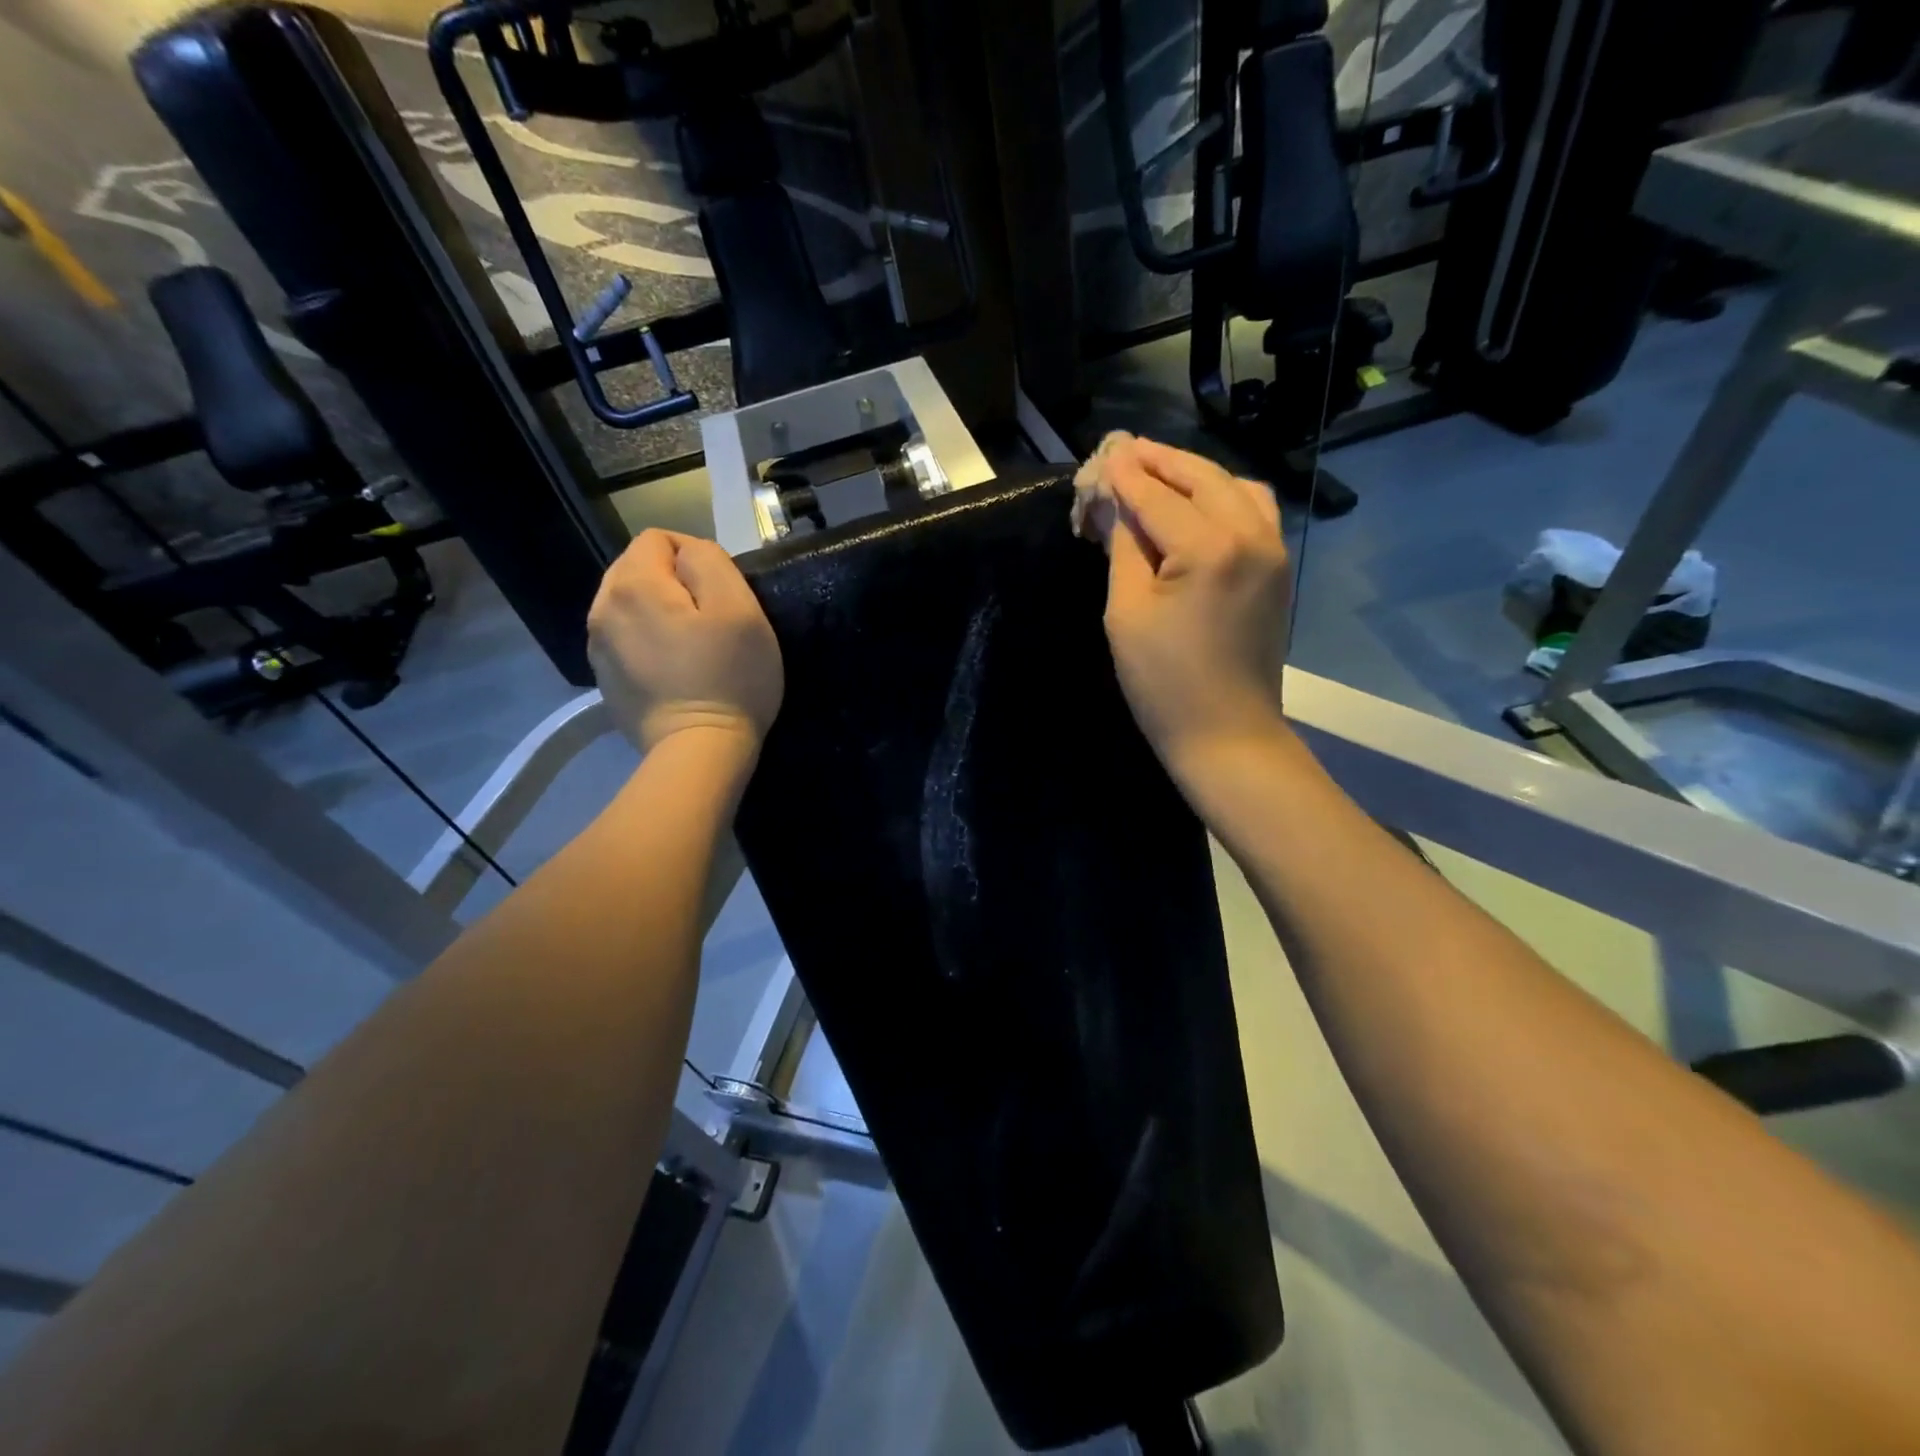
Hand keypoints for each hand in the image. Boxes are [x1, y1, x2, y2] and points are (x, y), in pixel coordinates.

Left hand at [587, 529, 783, 754]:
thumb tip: (689, 555)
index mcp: (632, 585)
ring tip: (692, 644)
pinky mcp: (604, 679)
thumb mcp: (740, 608)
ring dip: (659, 611)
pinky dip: (648, 641)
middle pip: (637, 568)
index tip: (722, 591)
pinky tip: (674, 669)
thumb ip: (710, 562)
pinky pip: (625, 639)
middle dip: (673, 581)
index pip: (658, 538)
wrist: (699, 752)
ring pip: (628, 604)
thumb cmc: (730, 678)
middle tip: (710, 618)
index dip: (695, 554)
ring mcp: (598, 647)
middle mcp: (602, 609)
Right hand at [1099, 438, 1290, 773]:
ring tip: (1159, 473)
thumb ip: (1124, 549)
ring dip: (1196, 475)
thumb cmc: (1164, 683)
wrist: (1227, 734)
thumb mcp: (1126, 613)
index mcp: (1210, 548)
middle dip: (1161, 462)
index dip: (1125, 476)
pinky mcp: (1278, 570)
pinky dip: (1224, 496)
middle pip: (1202, 479)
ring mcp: (1274, 551)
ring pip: (1236, 488)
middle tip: (1126, 451)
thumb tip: (1116, 506)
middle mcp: (1252, 535)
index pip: (1158, 497)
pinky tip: (1199, 504)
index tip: (1102, 455)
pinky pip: (1255, 512)